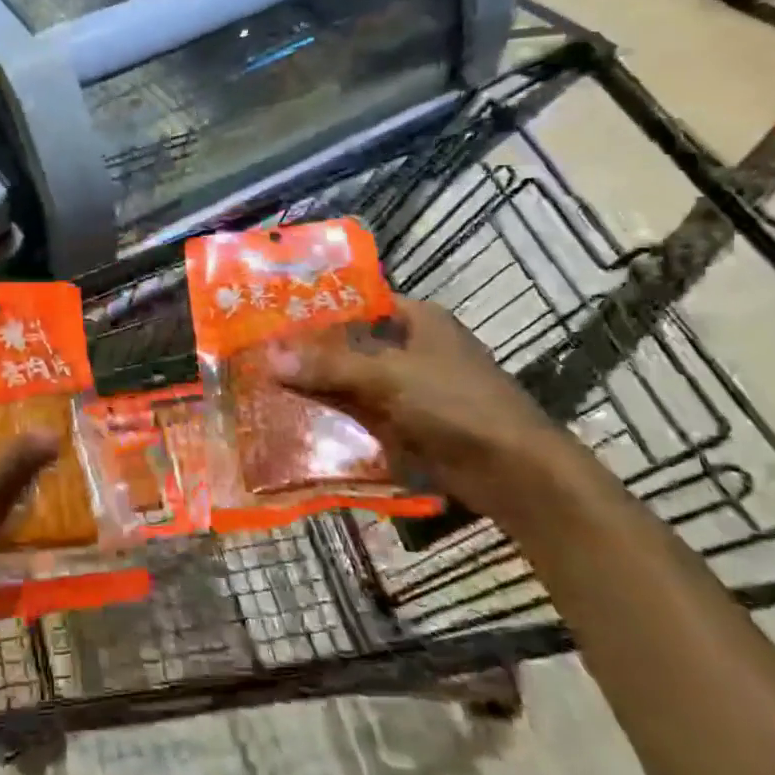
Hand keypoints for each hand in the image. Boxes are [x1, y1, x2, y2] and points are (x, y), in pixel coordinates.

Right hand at [266, 298, 594, 529]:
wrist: (516, 474)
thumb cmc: (457, 405)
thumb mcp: (389, 377)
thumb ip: (329, 365)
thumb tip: (268, 357)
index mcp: (417, 319)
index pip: (358, 300)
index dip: (317, 305)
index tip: (273, 312)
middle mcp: (413, 348)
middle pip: (350, 343)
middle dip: (309, 350)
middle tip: (258, 352)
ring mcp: (411, 388)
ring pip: (352, 380)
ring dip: (318, 385)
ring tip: (265, 385)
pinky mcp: (408, 423)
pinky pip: (361, 412)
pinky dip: (334, 415)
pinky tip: (295, 419)